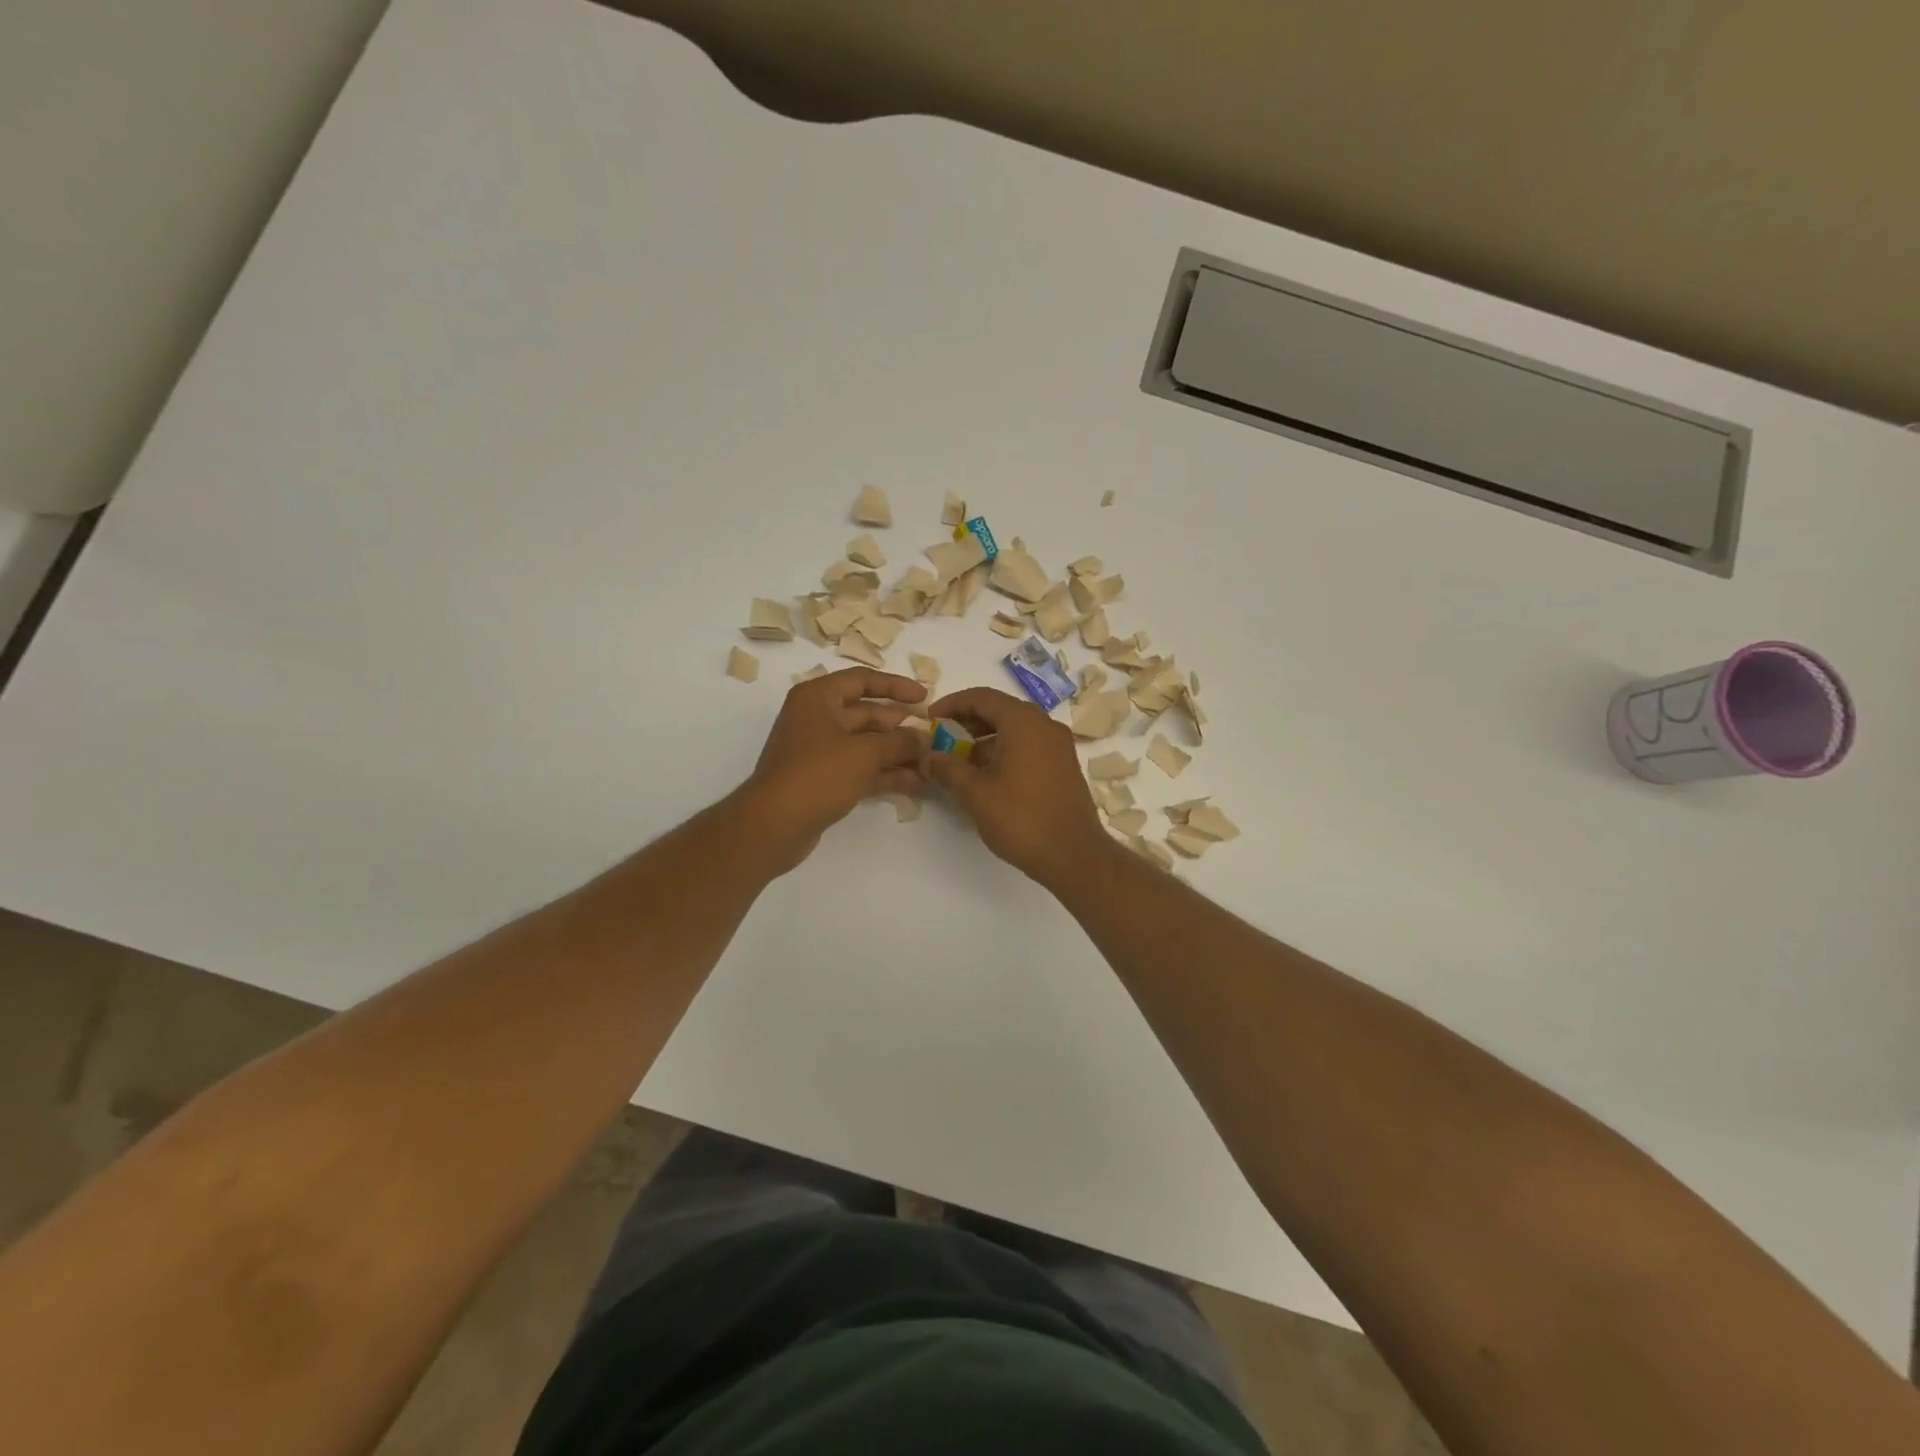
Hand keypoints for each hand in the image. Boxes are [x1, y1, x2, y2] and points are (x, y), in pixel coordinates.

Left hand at [742, 667, 927, 870]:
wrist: (774, 824)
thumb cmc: (817, 774)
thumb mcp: (865, 753)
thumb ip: (900, 742)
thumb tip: (925, 739)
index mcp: (818, 698)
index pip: (862, 680)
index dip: (896, 686)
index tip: (925, 697)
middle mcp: (817, 718)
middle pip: (867, 714)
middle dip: (901, 726)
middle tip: (934, 737)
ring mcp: (818, 751)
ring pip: (866, 744)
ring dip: (897, 753)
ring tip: (930, 764)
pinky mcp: (823, 779)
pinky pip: (860, 768)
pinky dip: (885, 774)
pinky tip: (914, 784)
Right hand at [918, 687, 1112, 891]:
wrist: (1073, 854)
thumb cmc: (1021, 818)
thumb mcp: (975, 793)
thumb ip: (947, 769)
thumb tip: (927, 757)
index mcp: (1023, 721)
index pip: (981, 697)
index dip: (951, 704)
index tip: (930, 720)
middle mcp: (1044, 724)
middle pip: (999, 710)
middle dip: (967, 722)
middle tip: (942, 739)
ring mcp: (1058, 745)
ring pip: (1015, 729)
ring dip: (985, 738)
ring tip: (959, 761)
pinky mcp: (1064, 765)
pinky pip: (1029, 745)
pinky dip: (1004, 750)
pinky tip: (987, 775)